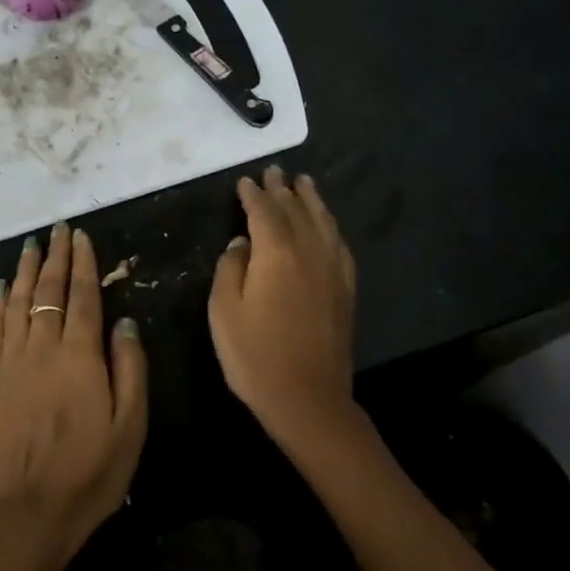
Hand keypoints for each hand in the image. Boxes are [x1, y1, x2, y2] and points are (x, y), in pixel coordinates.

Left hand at [0, 223, 147, 570]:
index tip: (81, 236)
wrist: (30, 512)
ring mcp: (12, 362)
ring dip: (26, 271)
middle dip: (54, 257)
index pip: (81, 296)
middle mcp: (42, 348)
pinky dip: (1, 304)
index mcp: (80, 355)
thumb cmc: (91, 471)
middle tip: (57, 230)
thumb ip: (130, 367)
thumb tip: (124, 321)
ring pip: (18, 303)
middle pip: (47, 290)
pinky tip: (4, 289)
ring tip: (31, 246)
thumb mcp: (131, 424)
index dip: (82, 264)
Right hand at [209, 166, 358, 450]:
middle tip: (274, 171)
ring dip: (312, 200)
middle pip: (296, 210)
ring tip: (305, 183)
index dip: (253, 195)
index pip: (264, 212)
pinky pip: (339, 245)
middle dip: (283, 189)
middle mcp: (309, 252)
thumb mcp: (223, 311)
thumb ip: (230, 268)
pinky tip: (327, 226)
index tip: (244, 181)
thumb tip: (241, 243)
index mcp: (277, 253)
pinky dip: (330, 226)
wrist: (308, 399)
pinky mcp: (345, 290)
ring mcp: (332, 270)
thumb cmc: (255, 355)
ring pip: (323, 222)